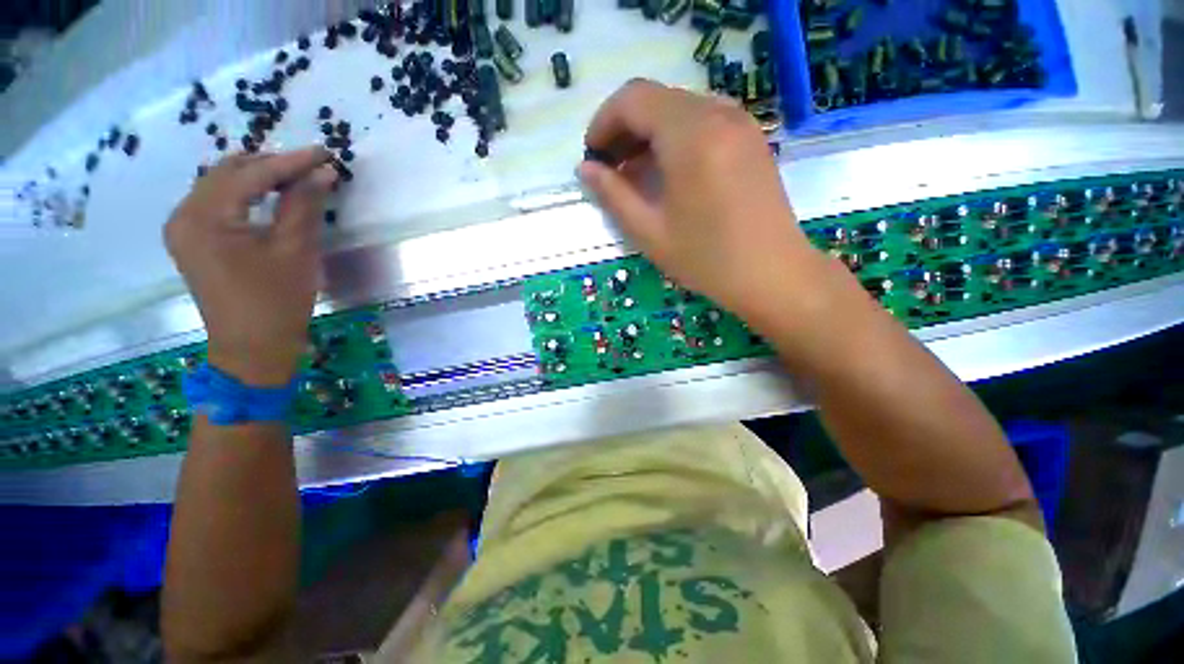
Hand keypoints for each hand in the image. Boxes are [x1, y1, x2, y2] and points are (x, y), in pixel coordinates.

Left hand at [164, 149, 336, 385]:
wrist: (253, 349)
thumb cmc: (277, 302)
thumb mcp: (296, 251)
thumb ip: (305, 205)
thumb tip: (323, 172)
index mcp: (204, 218)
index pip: (249, 174)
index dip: (290, 161)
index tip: (324, 153)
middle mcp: (183, 215)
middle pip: (227, 172)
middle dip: (271, 165)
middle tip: (312, 166)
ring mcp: (183, 228)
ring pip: (221, 184)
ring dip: (258, 177)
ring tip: (295, 178)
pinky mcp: (192, 240)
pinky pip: (217, 202)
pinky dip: (245, 194)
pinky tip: (269, 197)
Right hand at [578, 80, 822, 324]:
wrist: (772, 274)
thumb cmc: (706, 258)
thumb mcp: (649, 232)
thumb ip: (613, 195)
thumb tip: (585, 170)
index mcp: (690, 135)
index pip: (633, 99)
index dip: (603, 123)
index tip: (593, 157)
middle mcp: (718, 114)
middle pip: (656, 99)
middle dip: (624, 129)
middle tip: (611, 169)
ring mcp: (740, 122)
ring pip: (679, 109)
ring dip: (649, 133)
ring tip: (636, 173)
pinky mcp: (750, 138)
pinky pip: (703, 121)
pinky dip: (675, 138)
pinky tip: (668, 172)